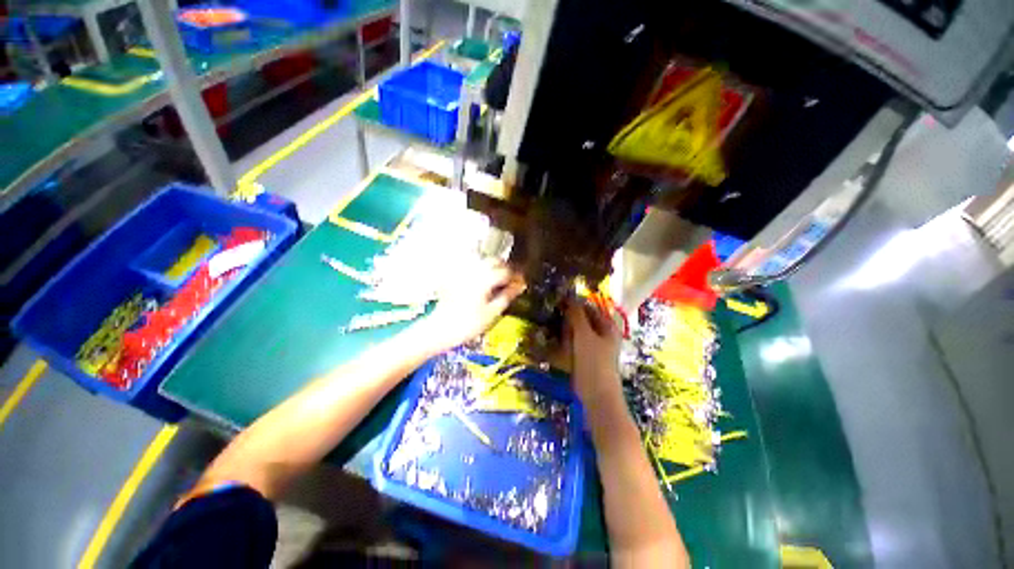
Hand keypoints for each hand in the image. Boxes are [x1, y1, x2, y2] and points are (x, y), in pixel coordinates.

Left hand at [417, 259, 524, 352]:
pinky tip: (481, 277)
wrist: (441, 329)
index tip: (521, 282)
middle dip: (505, 268)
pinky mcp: (454, 275)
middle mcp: (473, 271)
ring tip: (497, 279)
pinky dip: (479, 267)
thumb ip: (507, 296)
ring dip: (492, 266)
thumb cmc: (467, 324)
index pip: (506, 271)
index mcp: (485, 279)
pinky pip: (469, 264)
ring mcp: (462, 271)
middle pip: (494, 260)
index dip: (516, 276)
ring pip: (482, 260)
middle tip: (510, 280)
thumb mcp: (492, 312)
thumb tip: (519, 286)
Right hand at [566, 297, 623, 410]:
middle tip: (565, 332)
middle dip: (569, 322)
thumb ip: (576, 315)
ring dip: (567, 334)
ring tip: (566, 345)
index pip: (589, 307)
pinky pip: (573, 343)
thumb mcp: (584, 335)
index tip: (558, 303)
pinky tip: (563, 350)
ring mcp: (592, 345)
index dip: (574, 303)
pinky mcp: (584, 355)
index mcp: (607, 325)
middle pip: (581, 319)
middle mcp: (601, 333)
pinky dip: (567, 344)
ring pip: (575, 331)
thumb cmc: (594, 361)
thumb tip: (569, 296)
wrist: (596, 394)